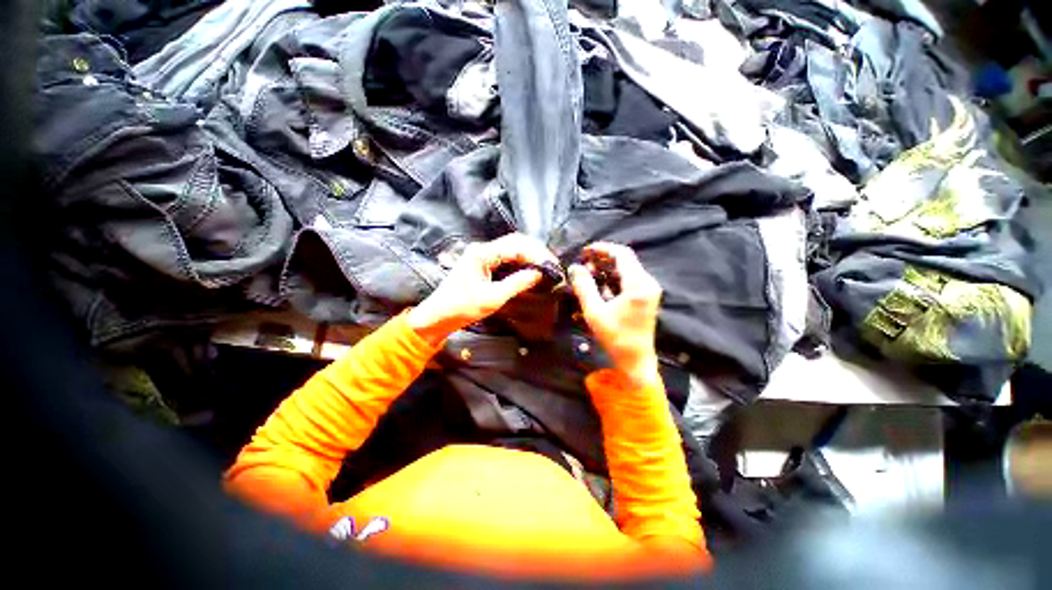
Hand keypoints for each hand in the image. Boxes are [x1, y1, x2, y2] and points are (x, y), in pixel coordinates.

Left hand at [408, 233, 556, 344]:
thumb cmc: (462, 308)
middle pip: (516, 242)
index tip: (553, 265)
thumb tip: (539, 273)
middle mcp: (482, 248)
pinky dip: (521, 260)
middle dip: (536, 251)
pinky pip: (506, 256)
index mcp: (482, 253)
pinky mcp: (483, 262)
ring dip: (530, 254)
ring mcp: (482, 254)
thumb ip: (517, 283)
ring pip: (512, 247)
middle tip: (552, 264)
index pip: (517, 246)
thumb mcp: (492, 298)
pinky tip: (531, 268)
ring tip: (546, 265)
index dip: (537, 254)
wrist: (438, 316)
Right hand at [569, 243, 662, 385]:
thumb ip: (584, 287)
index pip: (622, 254)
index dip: (602, 249)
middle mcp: (647, 283)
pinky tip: (598, 288)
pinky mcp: (645, 298)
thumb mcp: (594, 311)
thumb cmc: (615, 337)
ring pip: (625, 271)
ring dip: (606, 270)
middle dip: (602, 260)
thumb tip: (574, 267)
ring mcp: (648, 291)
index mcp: (638, 284)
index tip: (585, 251)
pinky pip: (627, 281)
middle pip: (624, 261)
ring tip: (588, 275)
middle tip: (583, 264)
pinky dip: (612, 280)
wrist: (635, 360)